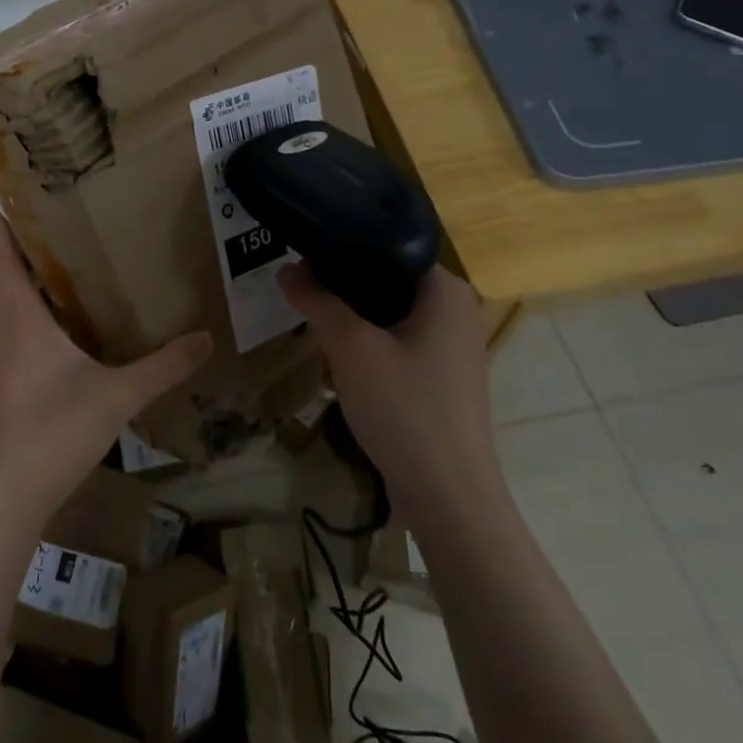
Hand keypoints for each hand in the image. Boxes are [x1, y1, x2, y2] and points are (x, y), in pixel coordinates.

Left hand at [0, 209, 209, 528]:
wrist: (11, 493)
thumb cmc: (55, 430)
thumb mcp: (118, 395)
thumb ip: (164, 367)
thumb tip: (207, 337)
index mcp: (24, 322)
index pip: (4, 263)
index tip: (0, 200)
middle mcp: (10, 332)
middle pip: (3, 278)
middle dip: (14, 246)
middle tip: (43, 217)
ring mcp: (8, 358)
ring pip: (9, 303)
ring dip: (22, 277)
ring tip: (57, 254)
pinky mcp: (13, 379)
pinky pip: (18, 326)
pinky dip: (31, 307)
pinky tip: (63, 315)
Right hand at [278, 263, 496, 505]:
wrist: (448, 498)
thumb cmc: (404, 409)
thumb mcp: (351, 348)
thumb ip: (317, 301)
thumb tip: (285, 268)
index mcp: (446, 290)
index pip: (389, 245)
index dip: (343, 247)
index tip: (304, 254)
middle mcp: (456, 310)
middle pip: (386, 280)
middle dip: (343, 290)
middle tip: (303, 295)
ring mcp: (453, 347)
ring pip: (389, 315)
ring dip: (352, 323)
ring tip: (315, 329)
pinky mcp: (443, 377)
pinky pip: (398, 344)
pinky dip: (369, 348)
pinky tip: (339, 367)